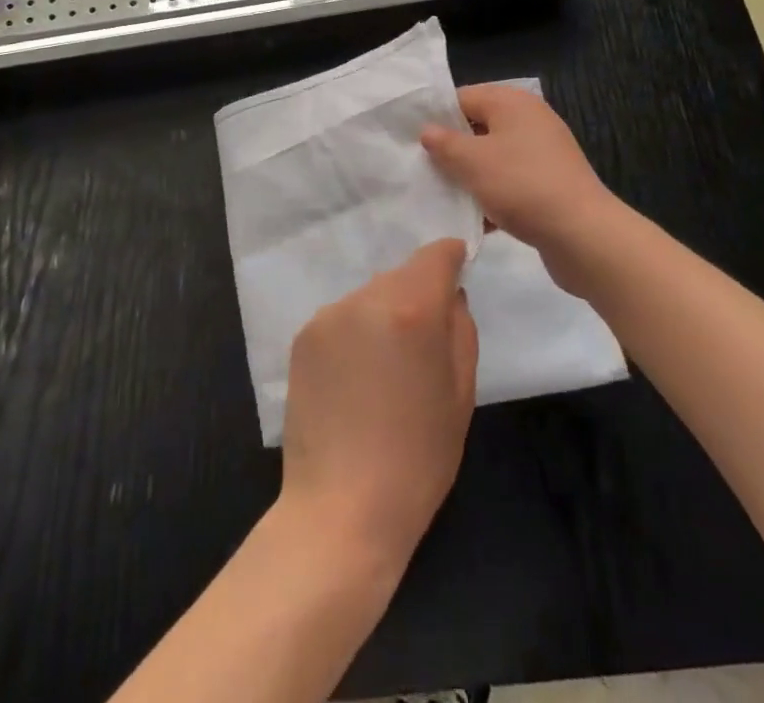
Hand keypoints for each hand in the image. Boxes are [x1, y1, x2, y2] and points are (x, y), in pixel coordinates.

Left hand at [280, 239, 477, 575]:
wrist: (341, 509)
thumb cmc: (418, 458)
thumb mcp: (461, 393)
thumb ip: (460, 327)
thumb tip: (449, 293)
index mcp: (411, 308)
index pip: (436, 254)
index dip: (451, 258)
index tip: (458, 272)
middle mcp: (365, 297)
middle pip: (401, 275)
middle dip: (417, 296)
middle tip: (423, 346)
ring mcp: (328, 315)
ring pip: (370, 296)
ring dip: (384, 316)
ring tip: (385, 371)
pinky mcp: (302, 336)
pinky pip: (343, 319)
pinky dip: (355, 334)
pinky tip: (355, 380)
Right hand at [420, 84, 615, 295]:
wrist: (583, 235)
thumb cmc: (522, 185)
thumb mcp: (472, 162)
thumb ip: (444, 143)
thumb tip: (428, 130)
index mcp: (512, 102)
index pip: (463, 97)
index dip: (436, 117)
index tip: (412, 140)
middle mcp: (530, 120)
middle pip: (478, 127)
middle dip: (452, 148)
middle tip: (423, 168)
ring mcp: (543, 152)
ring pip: (494, 157)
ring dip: (471, 175)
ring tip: (443, 195)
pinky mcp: (550, 183)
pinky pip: (511, 181)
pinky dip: (493, 194)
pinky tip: (475, 218)